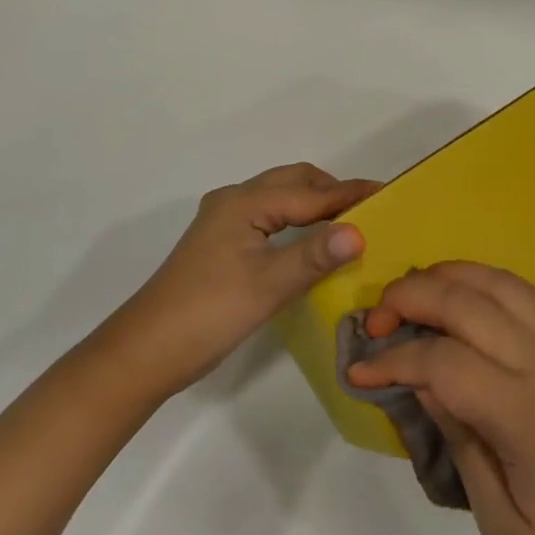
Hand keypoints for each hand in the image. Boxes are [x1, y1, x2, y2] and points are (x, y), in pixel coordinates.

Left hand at [111, 163, 379, 396]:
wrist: (145, 352)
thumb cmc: (208, 313)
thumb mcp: (267, 285)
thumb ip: (315, 255)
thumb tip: (360, 231)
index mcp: (245, 203)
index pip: (310, 193)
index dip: (350, 194)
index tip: (389, 194)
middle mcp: (233, 201)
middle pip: (293, 183)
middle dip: (332, 191)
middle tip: (369, 210)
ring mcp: (223, 221)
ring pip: (279, 199)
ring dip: (313, 204)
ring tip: (348, 224)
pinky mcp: (220, 243)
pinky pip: (268, 217)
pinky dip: (295, 221)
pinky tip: (310, 243)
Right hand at [345, 262, 534, 534]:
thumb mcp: (503, 525)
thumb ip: (460, 446)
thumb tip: (423, 387)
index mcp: (521, 413)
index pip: (441, 362)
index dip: (393, 360)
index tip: (358, 371)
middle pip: (464, 302)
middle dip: (409, 297)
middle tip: (374, 320)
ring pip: (495, 281)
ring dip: (447, 275)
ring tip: (411, 294)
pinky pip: (522, 290)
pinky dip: (483, 278)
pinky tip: (462, 294)